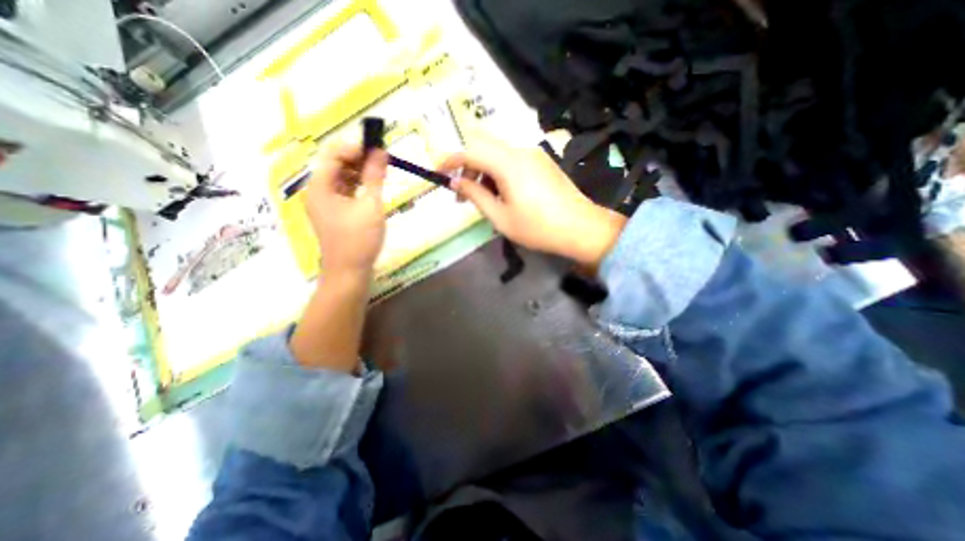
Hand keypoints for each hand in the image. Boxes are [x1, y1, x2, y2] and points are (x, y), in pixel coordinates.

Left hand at [305, 142, 386, 276]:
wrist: (349, 272)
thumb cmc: (359, 239)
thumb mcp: (371, 205)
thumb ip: (375, 177)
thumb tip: (381, 151)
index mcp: (320, 185)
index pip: (333, 153)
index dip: (354, 146)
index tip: (377, 147)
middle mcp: (317, 190)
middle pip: (336, 164)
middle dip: (358, 158)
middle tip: (383, 159)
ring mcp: (324, 202)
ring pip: (341, 177)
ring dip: (360, 171)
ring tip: (382, 171)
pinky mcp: (334, 212)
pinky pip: (344, 191)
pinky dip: (358, 185)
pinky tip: (373, 186)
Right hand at [438, 132, 625, 272]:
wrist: (581, 228)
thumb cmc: (538, 228)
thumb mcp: (501, 217)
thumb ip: (475, 195)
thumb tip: (456, 182)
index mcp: (508, 163)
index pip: (469, 148)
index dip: (449, 158)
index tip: (438, 173)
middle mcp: (520, 150)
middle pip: (482, 142)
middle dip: (466, 162)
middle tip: (463, 189)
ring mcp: (533, 154)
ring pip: (497, 150)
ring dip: (482, 168)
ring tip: (482, 197)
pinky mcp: (541, 161)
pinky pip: (511, 158)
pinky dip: (498, 170)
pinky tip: (501, 192)